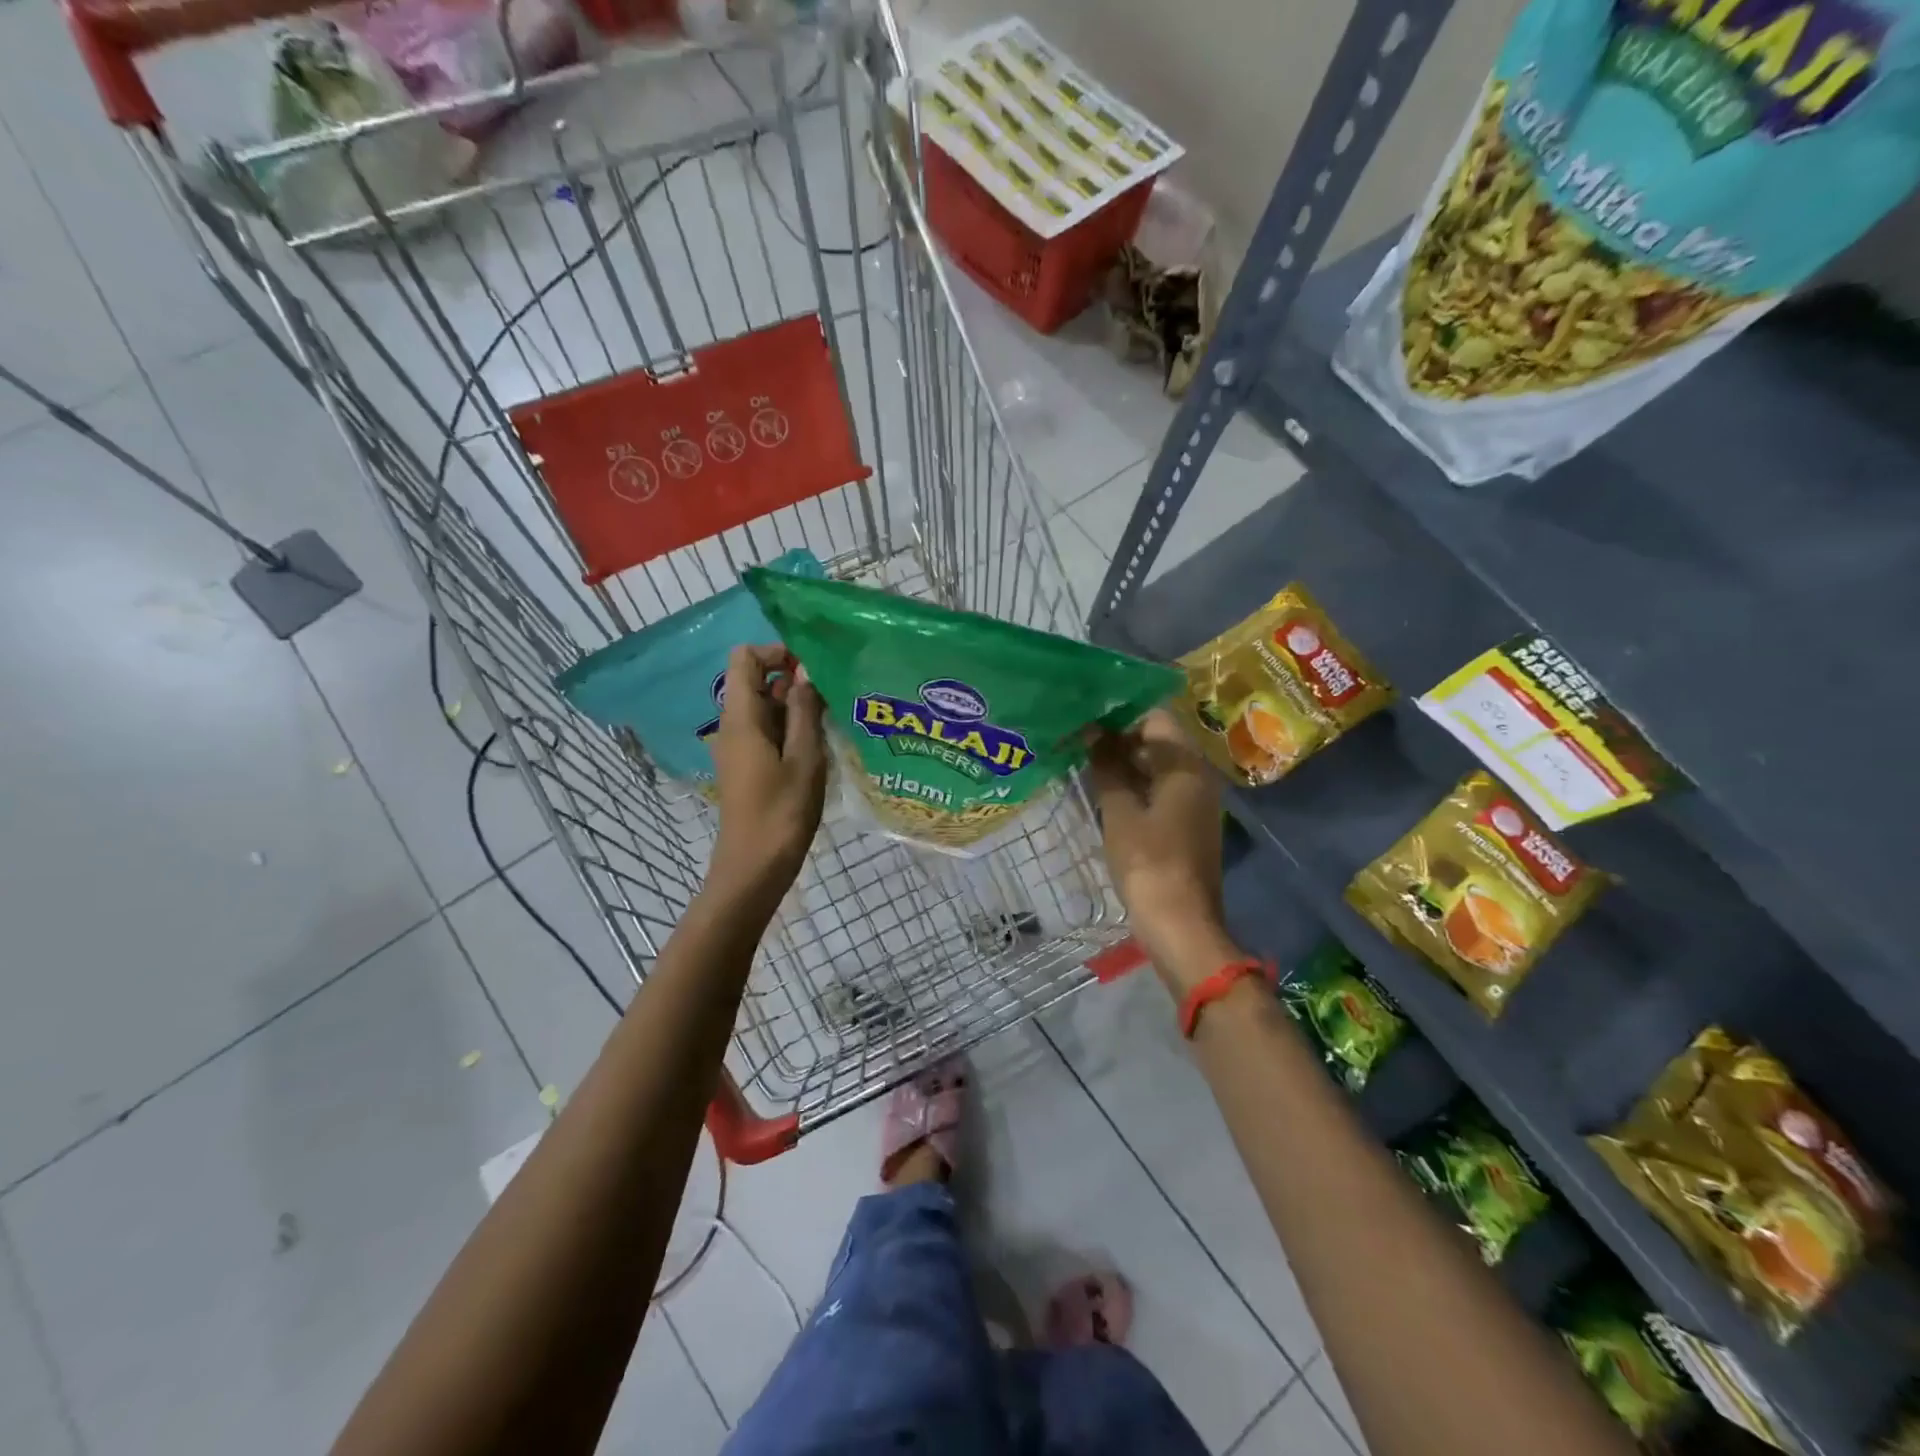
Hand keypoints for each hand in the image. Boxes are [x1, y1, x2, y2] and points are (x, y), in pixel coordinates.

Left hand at [707, 644, 827, 917]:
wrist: (754, 868)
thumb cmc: (782, 813)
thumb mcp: (804, 758)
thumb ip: (804, 711)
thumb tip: (805, 671)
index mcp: (741, 718)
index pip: (745, 658)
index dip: (776, 652)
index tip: (812, 669)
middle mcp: (733, 726)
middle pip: (756, 682)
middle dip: (793, 681)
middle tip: (833, 698)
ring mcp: (738, 747)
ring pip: (764, 708)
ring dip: (796, 707)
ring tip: (832, 722)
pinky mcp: (747, 766)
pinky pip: (766, 731)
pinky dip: (790, 729)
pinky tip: (819, 747)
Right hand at [1087, 709, 1243, 993]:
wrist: (1181, 924)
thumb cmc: (1148, 862)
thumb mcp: (1120, 812)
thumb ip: (1107, 768)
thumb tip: (1093, 732)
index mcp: (1185, 765)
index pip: (1154, 718)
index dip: (1119, 714)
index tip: (1085, 717)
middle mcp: (1197, 776)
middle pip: (1157, 741)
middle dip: (1118, 738)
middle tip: (1077, 740)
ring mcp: (1194, 801)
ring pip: (1157, 767)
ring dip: (1124, 764)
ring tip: (1083, 764)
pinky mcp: (1187, 824)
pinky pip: (1160, 790)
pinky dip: (1135, 786)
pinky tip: (1104, 793)